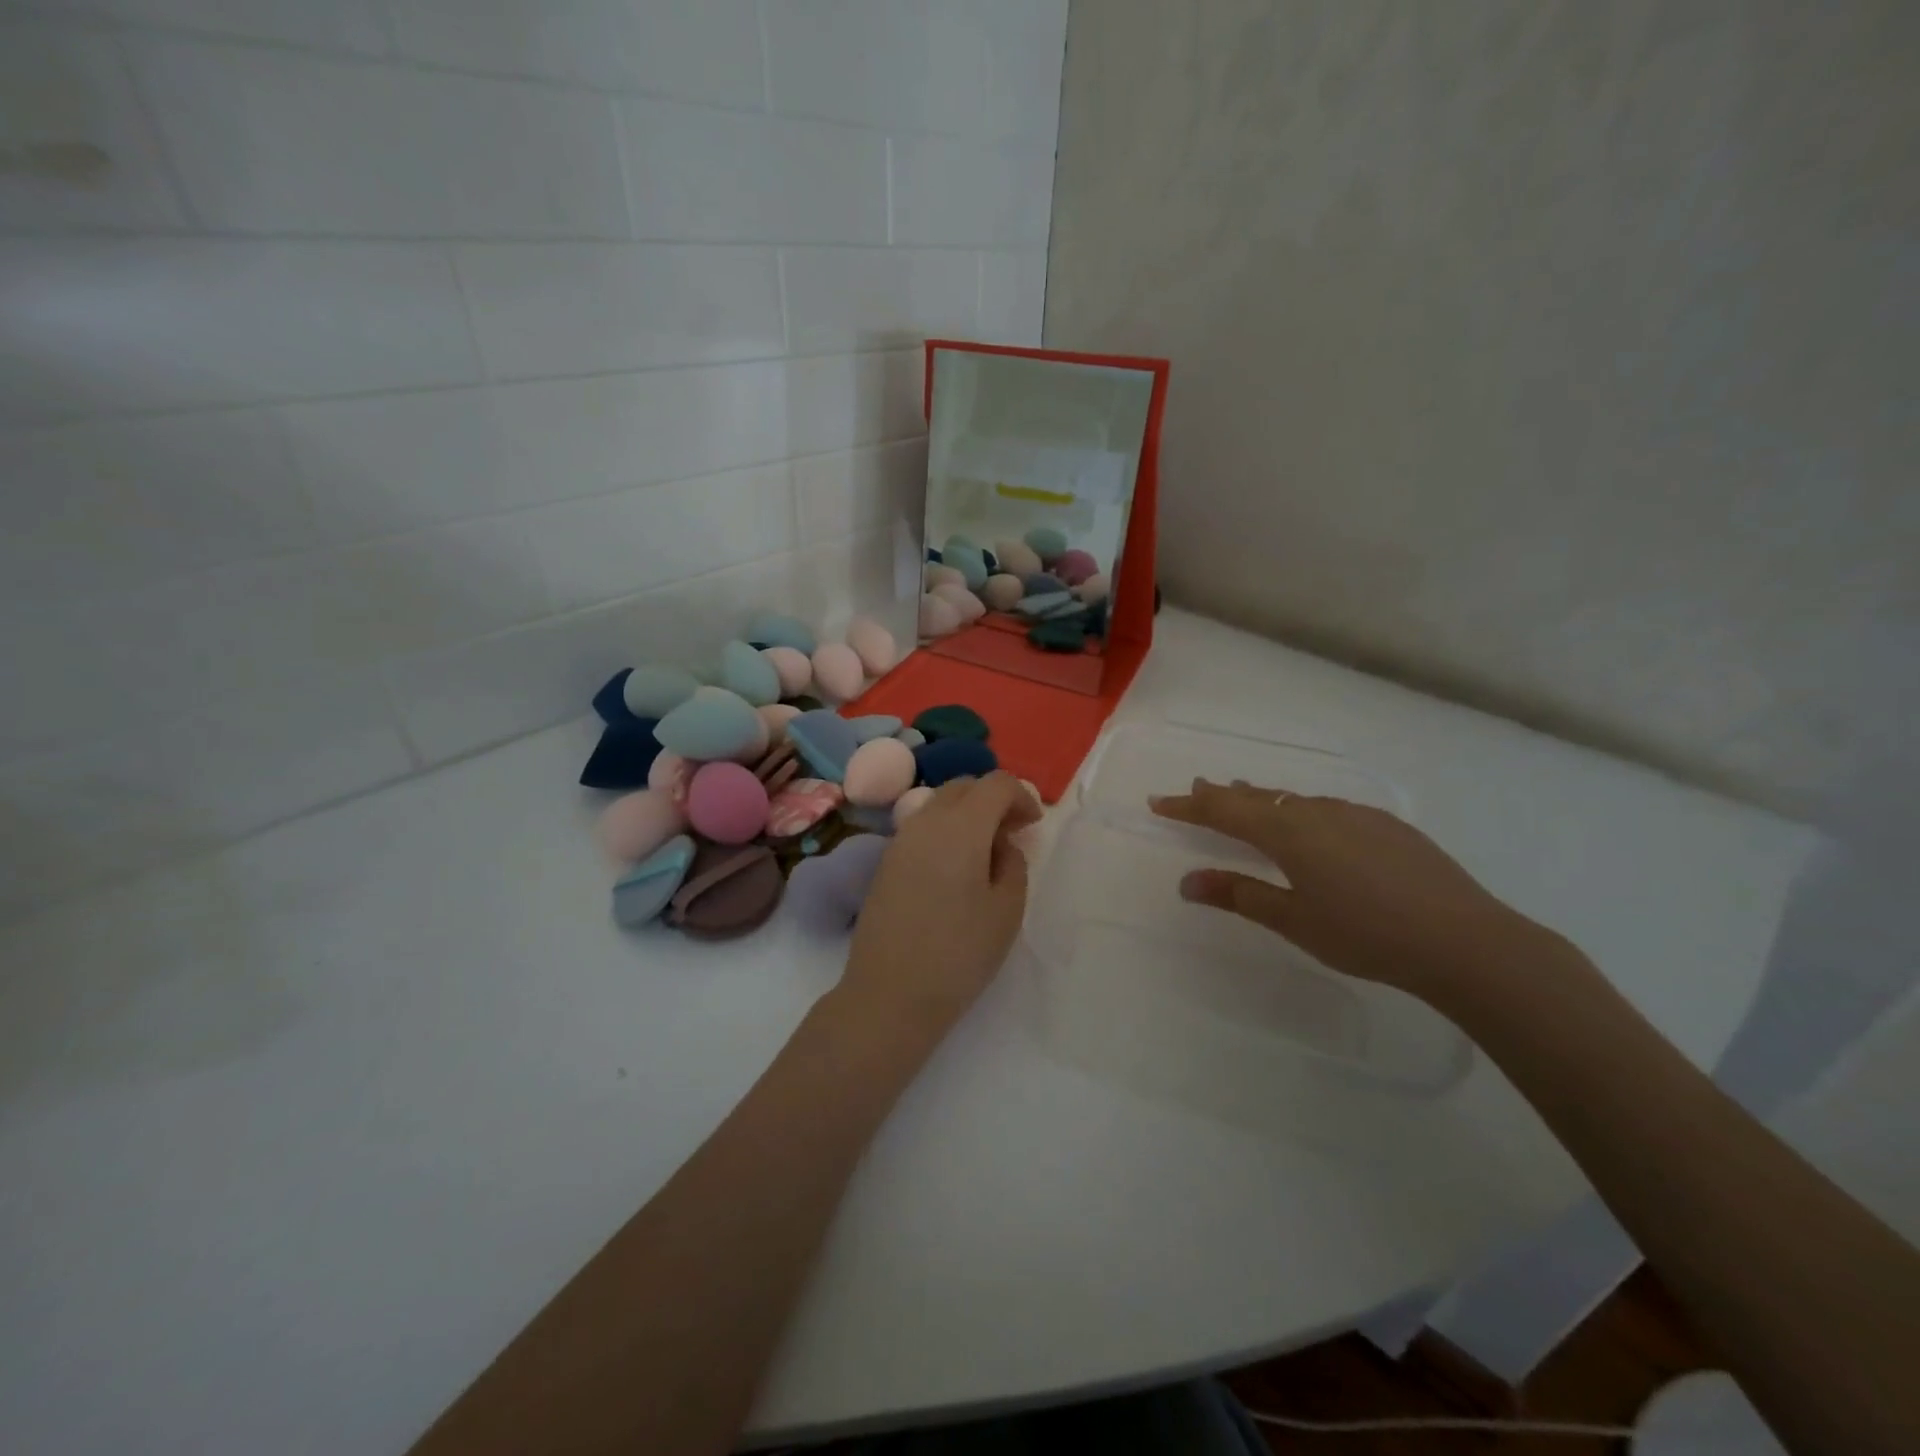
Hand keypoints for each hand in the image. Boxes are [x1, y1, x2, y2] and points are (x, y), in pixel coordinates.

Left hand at [839, 773, 1041, 1034]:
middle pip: (964, 786)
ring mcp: (899, 840)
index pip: (996, 784)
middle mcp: (925, 821)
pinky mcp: (885, 862)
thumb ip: (1012, 864)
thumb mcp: (1006, 910)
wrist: (889, 994)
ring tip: (986, 851)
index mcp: (960, 826)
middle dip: (993, 799)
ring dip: (967, 813)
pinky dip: (945, 831)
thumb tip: (1000, 844)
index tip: (1033, 826)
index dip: (1021, 796)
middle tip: (1013, 833)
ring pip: (939, 804)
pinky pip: (921, 827)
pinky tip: (956, 868)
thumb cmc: (959, 953)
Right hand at [1150, 780, 1575, 1006]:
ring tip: (1246, 801)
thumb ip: (1239, 895)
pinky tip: (1312, 829)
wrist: (1465, 941)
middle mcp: (1318, 810)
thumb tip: (1188, 882)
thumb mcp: (1294, 920)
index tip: (1158, 802)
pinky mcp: (1387, 826)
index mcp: (1289, 831)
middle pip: (1259, 796)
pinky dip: (1301, 811)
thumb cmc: (1367, 934)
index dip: (1188, 806)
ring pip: (1295, 799)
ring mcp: (1357, 814)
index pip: (1223, 810)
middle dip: (1223, 795)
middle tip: (1197, 790)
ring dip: (1264, 801)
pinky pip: (1327, 808)